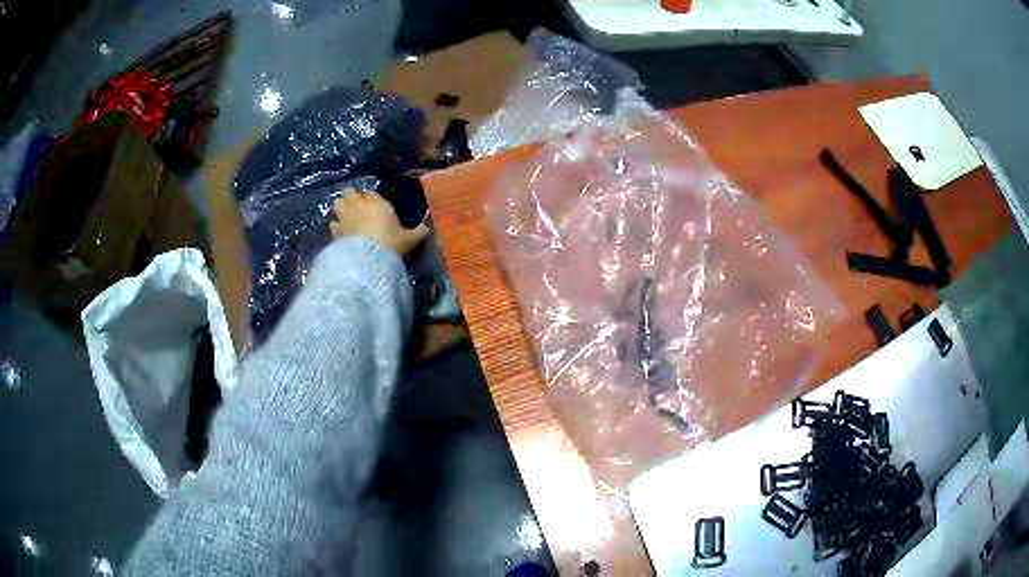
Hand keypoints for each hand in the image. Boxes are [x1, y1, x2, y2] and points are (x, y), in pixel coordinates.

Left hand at [329, 190, 429, 257]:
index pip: (370, 192)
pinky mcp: (335, 232)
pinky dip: (336, 226)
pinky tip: (340, 232)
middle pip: (350, 193)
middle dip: (352, 197)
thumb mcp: (409, 239)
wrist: (368, 261)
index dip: (370, 197)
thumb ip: (418, 232)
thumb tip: (428, 229)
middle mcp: (359, 206)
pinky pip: (333, 224)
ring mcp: (344, 218)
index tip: (373, 203)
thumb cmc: (391, 244)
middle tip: (356, 206)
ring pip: (337, 204)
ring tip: (345, 216)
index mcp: (377, 203)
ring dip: (341, 208)